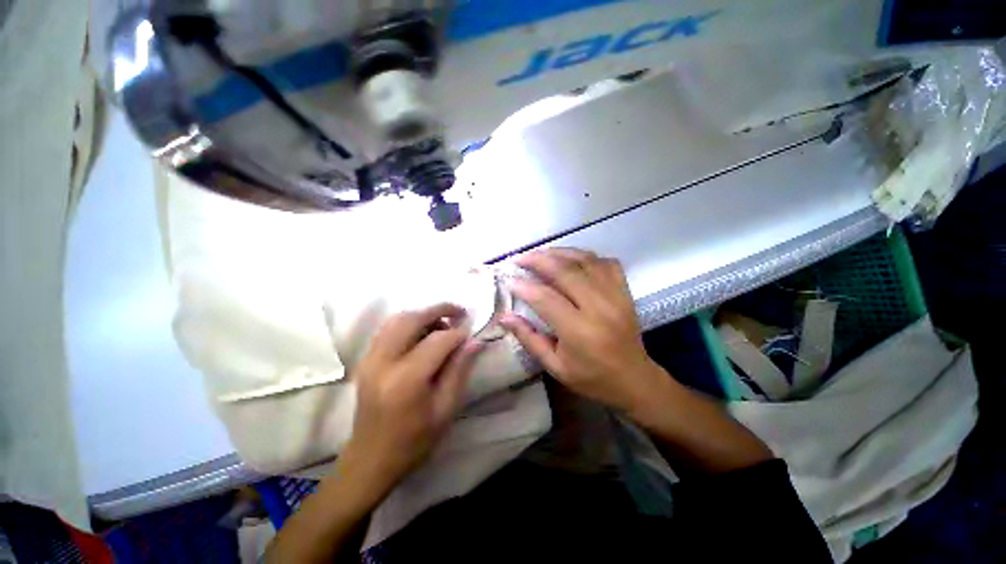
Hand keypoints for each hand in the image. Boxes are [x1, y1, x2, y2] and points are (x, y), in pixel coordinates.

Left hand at [341, 303, 482, 495]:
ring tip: (442, 322)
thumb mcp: (445, 409)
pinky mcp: (366, 360)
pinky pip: (387, 328)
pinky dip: (408, 322)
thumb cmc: (414, 441)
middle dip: (439, 310)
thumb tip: (474, 341)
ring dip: (423, 314)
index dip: (458, 333)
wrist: (371, 460)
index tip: (471, 331)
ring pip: (397, 319)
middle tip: (459, 312)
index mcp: (407, 380)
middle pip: (412, 319)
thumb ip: (460, 370)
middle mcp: (384, 362)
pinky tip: (422, 332)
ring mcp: (370, 359)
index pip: (438, 341)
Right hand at [499, 248, 664, 412]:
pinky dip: (587, 256)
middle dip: (538, 260)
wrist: (634, 380)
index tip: (509, 280)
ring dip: (560, 252)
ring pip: (585, 261)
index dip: (524, 287)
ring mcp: (615, 296)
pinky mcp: (625, 292)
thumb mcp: (554, 366)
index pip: (545, 298)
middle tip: (520, 258)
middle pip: (565, 271)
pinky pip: (606, 263)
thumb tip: (504, 317)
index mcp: (579, 331)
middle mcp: (598, 307)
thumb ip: (529, 338)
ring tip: (541, 253)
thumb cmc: (591, 378)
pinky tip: (573, 259)